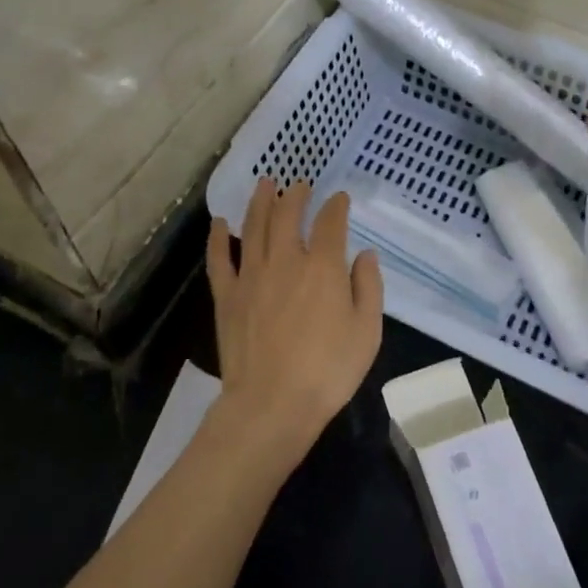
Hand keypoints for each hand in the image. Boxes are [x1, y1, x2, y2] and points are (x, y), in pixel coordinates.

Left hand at [206, 178, 383, 462]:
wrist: (272, 404)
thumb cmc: (328, 371)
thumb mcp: (367, 331)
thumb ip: (368, 287)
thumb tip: (365, 254)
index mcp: (322, 267)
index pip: (330, 223)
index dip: (336, 206)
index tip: (339, 198)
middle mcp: (285, 260)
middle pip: (287, 215)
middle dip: (295, 196)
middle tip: (299, 184)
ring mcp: (251, 276)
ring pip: (253, 226)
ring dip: (259, 201)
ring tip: (265, 183)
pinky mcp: (227, 296)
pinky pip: (219, 258)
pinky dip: (218, 237)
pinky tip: (219, 222)